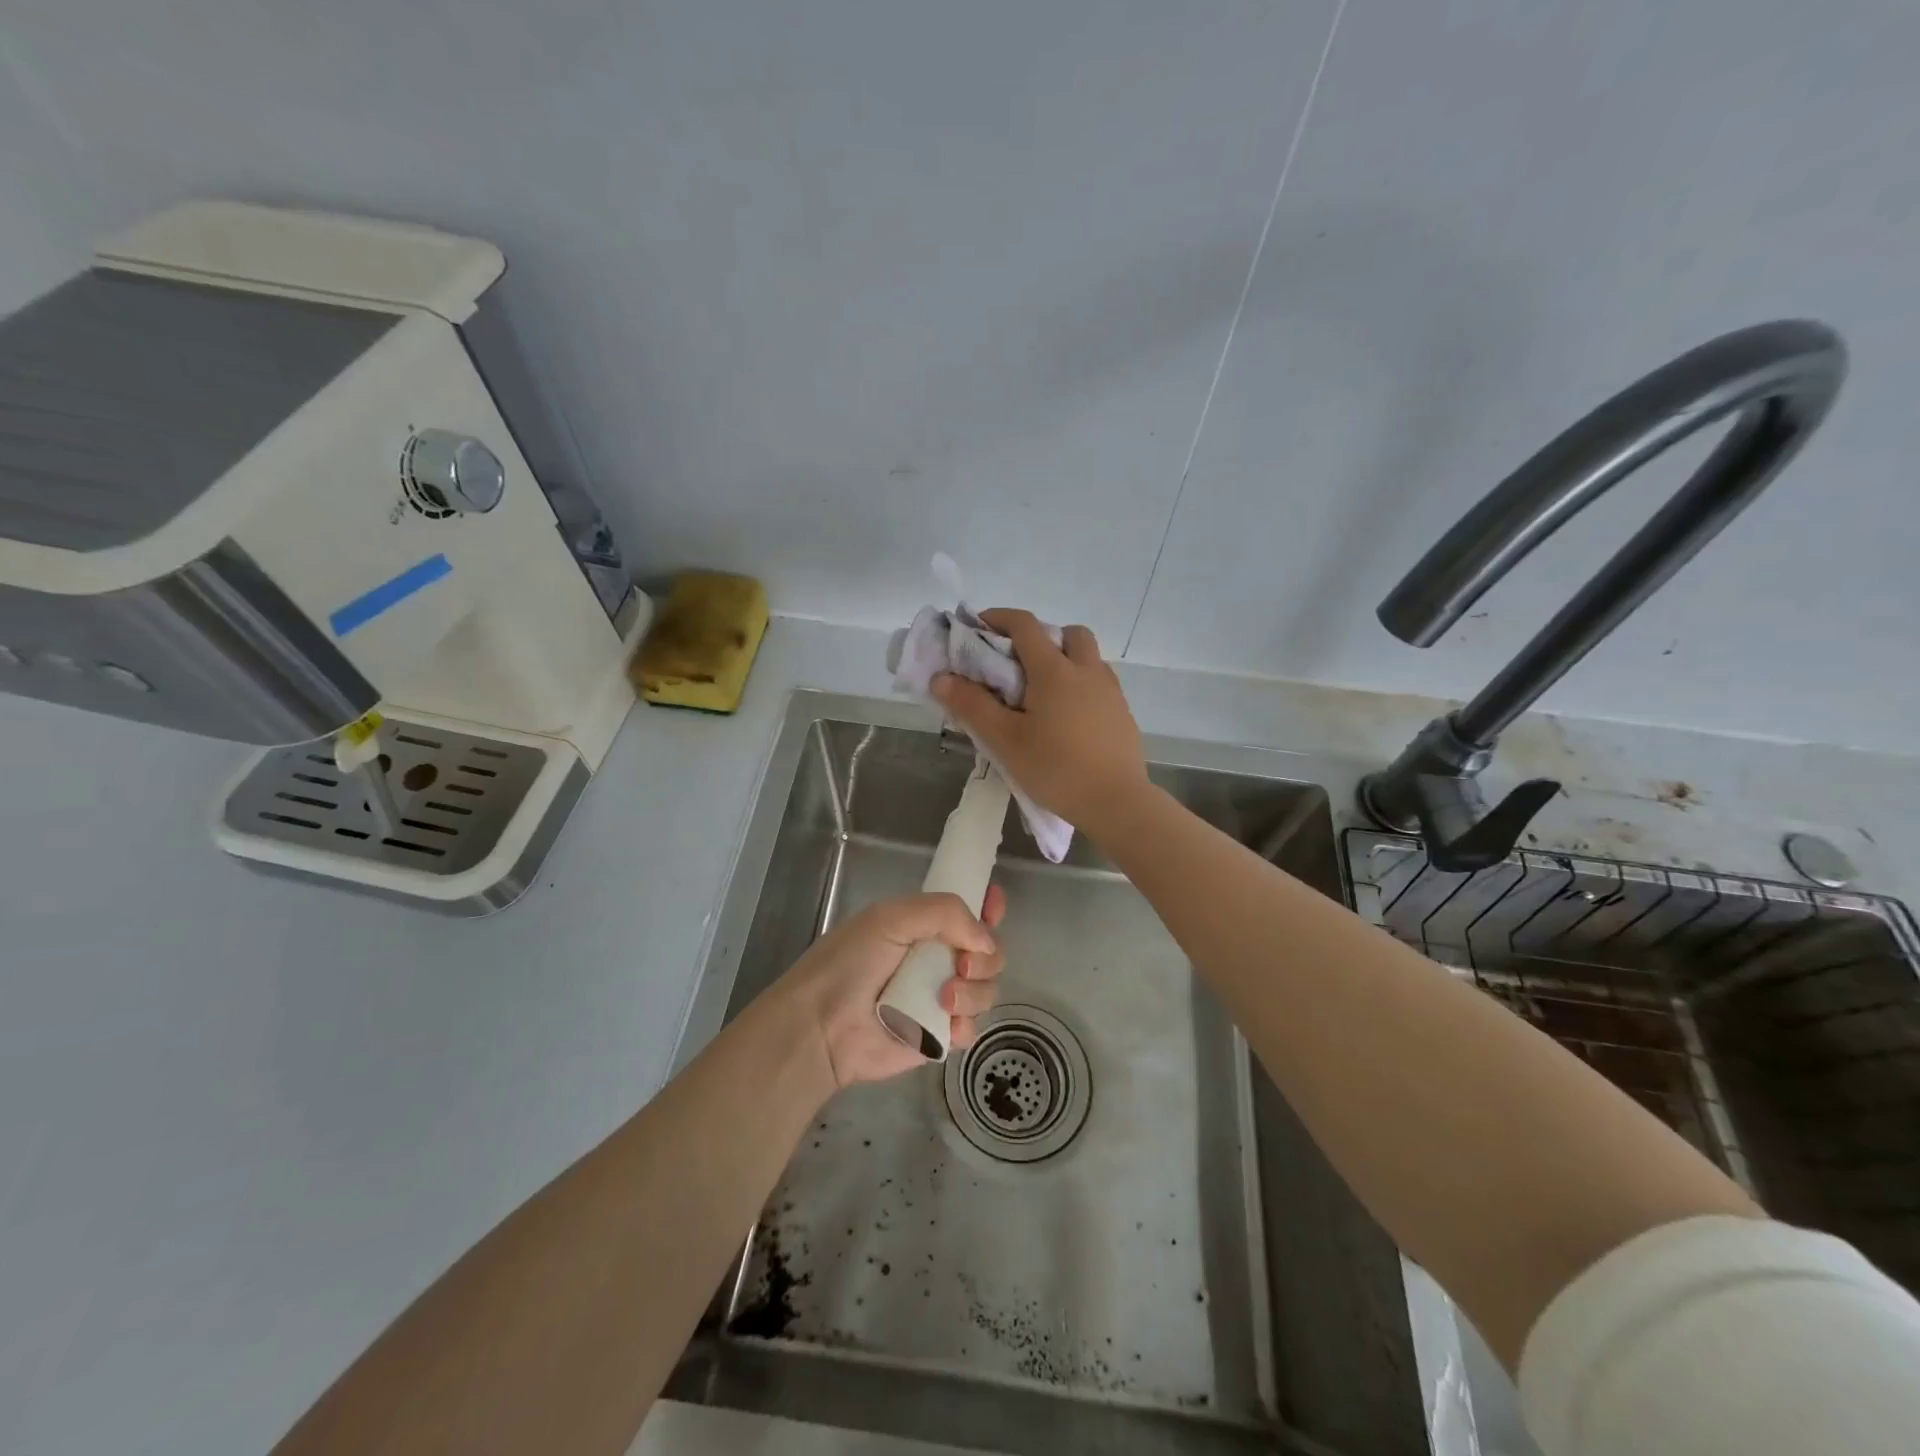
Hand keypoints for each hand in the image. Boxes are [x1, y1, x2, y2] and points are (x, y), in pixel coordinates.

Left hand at [773, 886, 1007, 1089]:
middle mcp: (936, 958)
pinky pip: (972, 1028)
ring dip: (974, 992)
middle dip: (986, 956)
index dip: (989, 908)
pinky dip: (965, 1025)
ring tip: (944, 998)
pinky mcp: (938, 1035)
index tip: (994, 909)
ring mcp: (939, 998)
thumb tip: (986, 940)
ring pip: (986, 989)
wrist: (821, 1026)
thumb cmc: (850, 963)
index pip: (969, 911)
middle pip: (989, 952)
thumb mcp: (891, 919)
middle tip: (962, 964)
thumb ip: (944, 914)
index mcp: (923, 926)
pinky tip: (946, 1025)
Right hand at [931, 608, 1148, 835]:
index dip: (999, 618)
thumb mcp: (1005, 740)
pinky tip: (1066, 719)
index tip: (978, 628)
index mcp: (1055, 670)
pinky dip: (1080, 685)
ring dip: (1064, 660)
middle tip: (1018, 664)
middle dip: (1041, 637)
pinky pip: (1099, 683)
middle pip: (1068, 633)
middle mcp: (1087, 671)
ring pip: (1088, 658)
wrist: (1116, 802)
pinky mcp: (1123, 714)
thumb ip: (972, 706)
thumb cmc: (1056, 769)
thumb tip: (941, 677)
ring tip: (1041, 694)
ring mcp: (1110, 691)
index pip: (1025, 625)